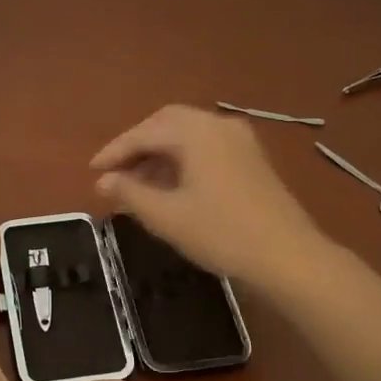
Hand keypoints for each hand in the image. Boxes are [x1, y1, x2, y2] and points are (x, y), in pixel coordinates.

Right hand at [90, 105, 327, 286]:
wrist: (288, 256)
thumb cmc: (220, 233)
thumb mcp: (166, 216)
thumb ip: (130, 193)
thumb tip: (104, 180)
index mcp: (196, 131)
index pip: (145, 132)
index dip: (115, 152)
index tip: (92, 171)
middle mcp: (219, 125)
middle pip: (167, 124)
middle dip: (137, 146)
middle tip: (114, 172)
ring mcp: (240, 140)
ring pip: (188, 136)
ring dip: (159, 154)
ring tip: (136, 184)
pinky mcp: (251, 159)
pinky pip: (206, 148)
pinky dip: (182, 160)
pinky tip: (170, 186)